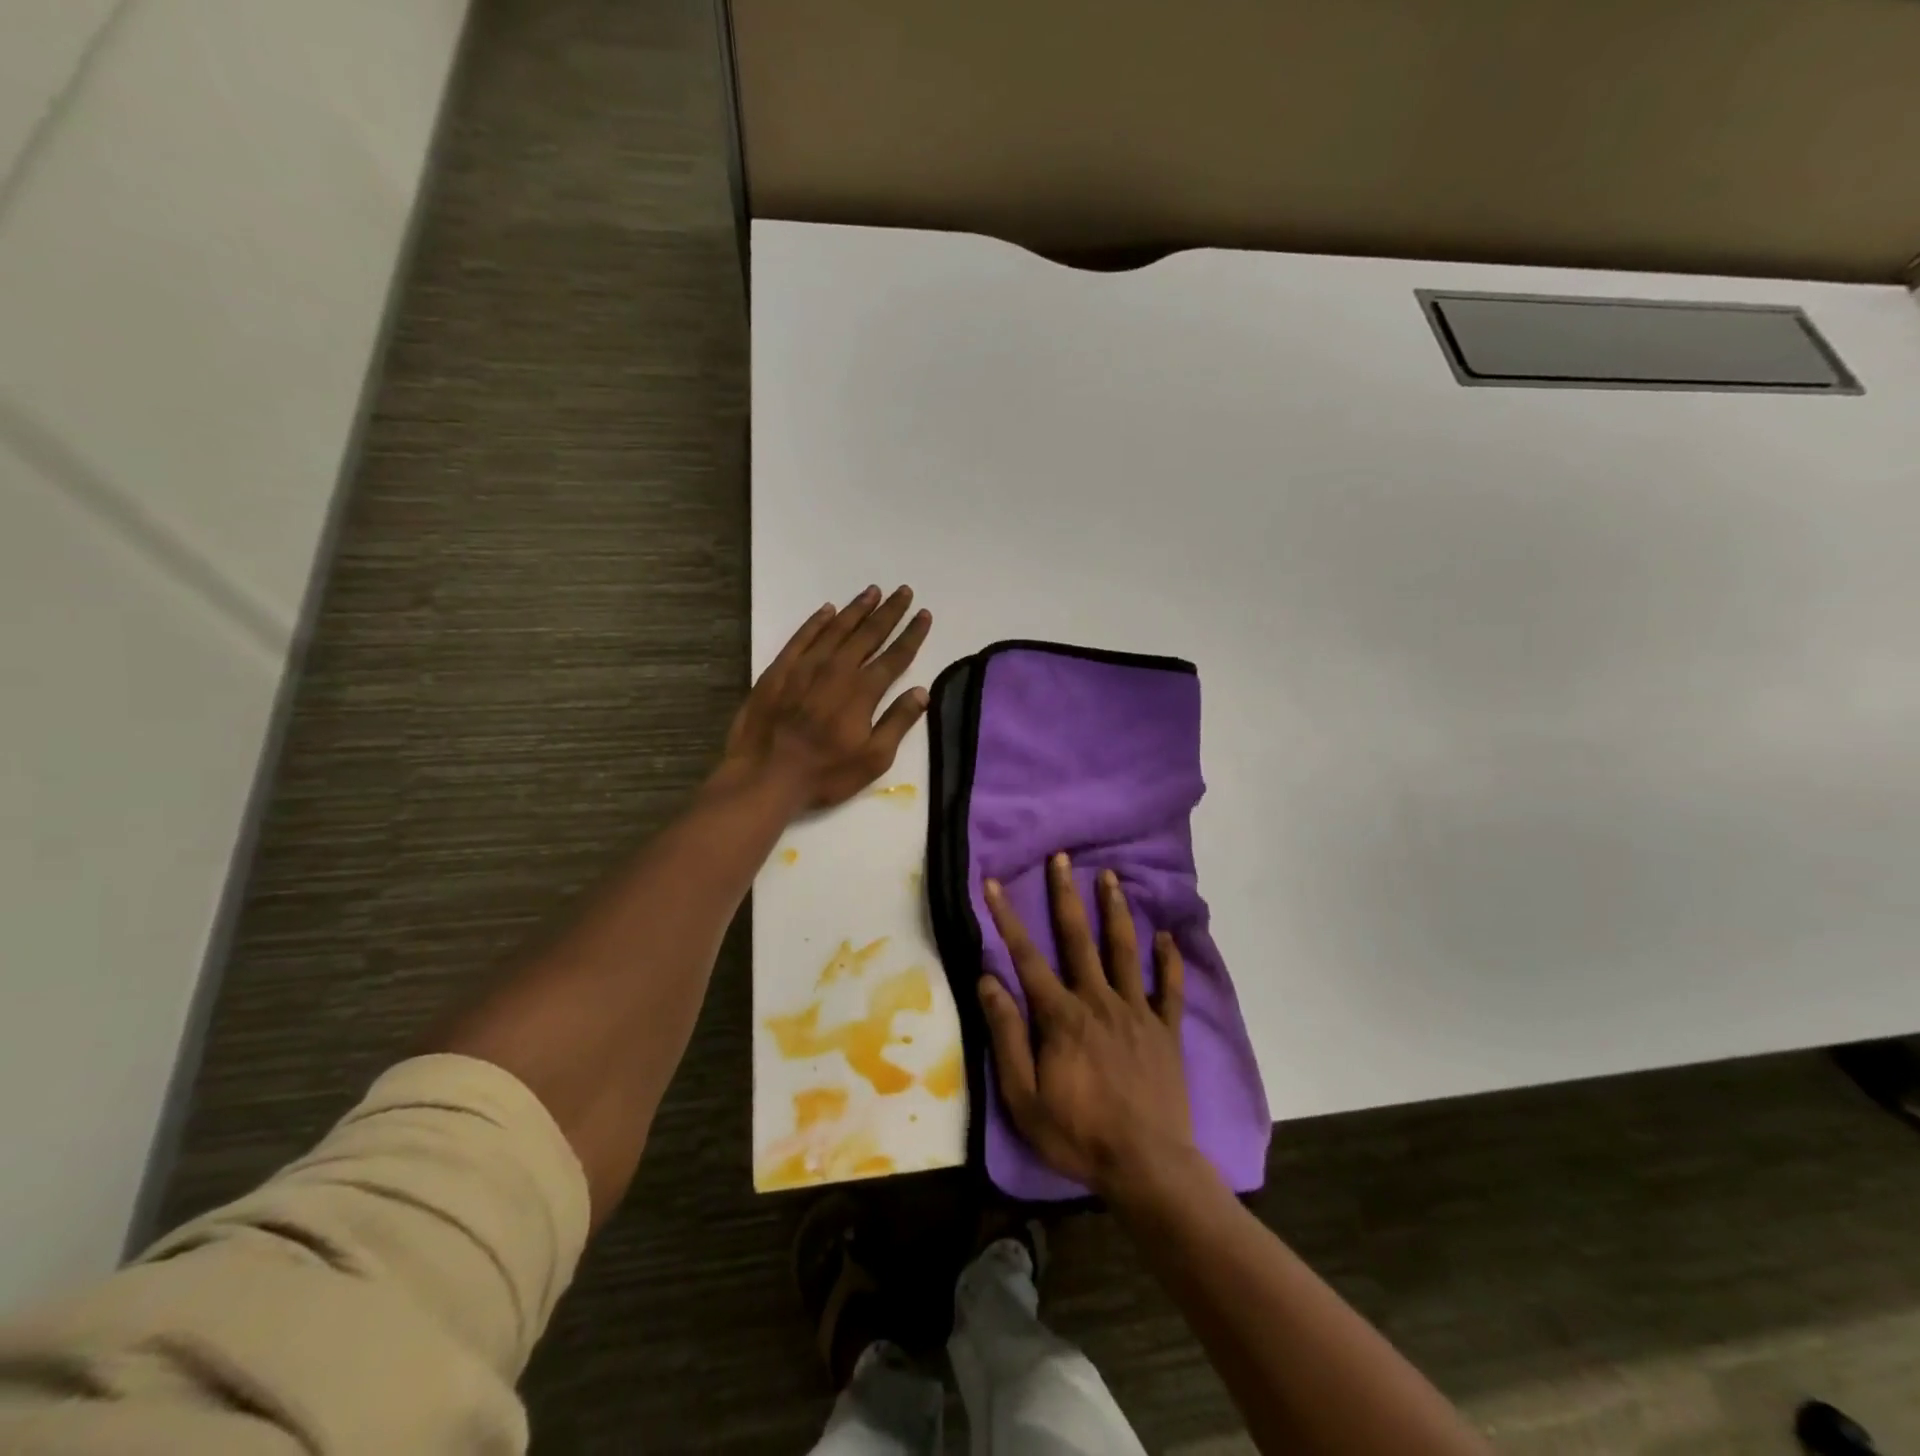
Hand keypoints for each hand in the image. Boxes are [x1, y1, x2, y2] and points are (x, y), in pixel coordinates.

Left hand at [722, 585, 932, 810]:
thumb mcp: (874, 758)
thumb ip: (898, 722)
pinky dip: (817, 621)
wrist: (765, 775)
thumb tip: (921, 691)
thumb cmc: (825, 773)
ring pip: (836, 628)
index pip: (895, 656)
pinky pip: (802, 636)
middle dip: (889, 612)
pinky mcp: (779, 670)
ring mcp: (805, 666)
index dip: (912, 634)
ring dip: (857, 609)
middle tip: (903, 591)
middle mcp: (837, 669)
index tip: (924, 614)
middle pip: (869, 634)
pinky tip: (827, 610)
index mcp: (863, 691)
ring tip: (873, 591)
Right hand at [978, 853, 1194, 1202]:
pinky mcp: (1166, 1029)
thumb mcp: (1024, 1096)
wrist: (1147, 1167)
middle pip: (1078, 938)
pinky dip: (1168, 960)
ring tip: (1110, 877)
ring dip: (1115, 910)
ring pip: (1124, 950)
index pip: (1026, 957)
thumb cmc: (1077, 1135)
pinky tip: (1166, 936)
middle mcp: (1098, 1000)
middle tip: (1061, 858)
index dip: (1007, 918)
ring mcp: (1137, 1011)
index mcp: (1061, 1016)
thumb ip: (1006, 1035)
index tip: (993, 884)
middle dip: (1066, 894)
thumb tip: (988, 980)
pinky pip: (1169, 987)